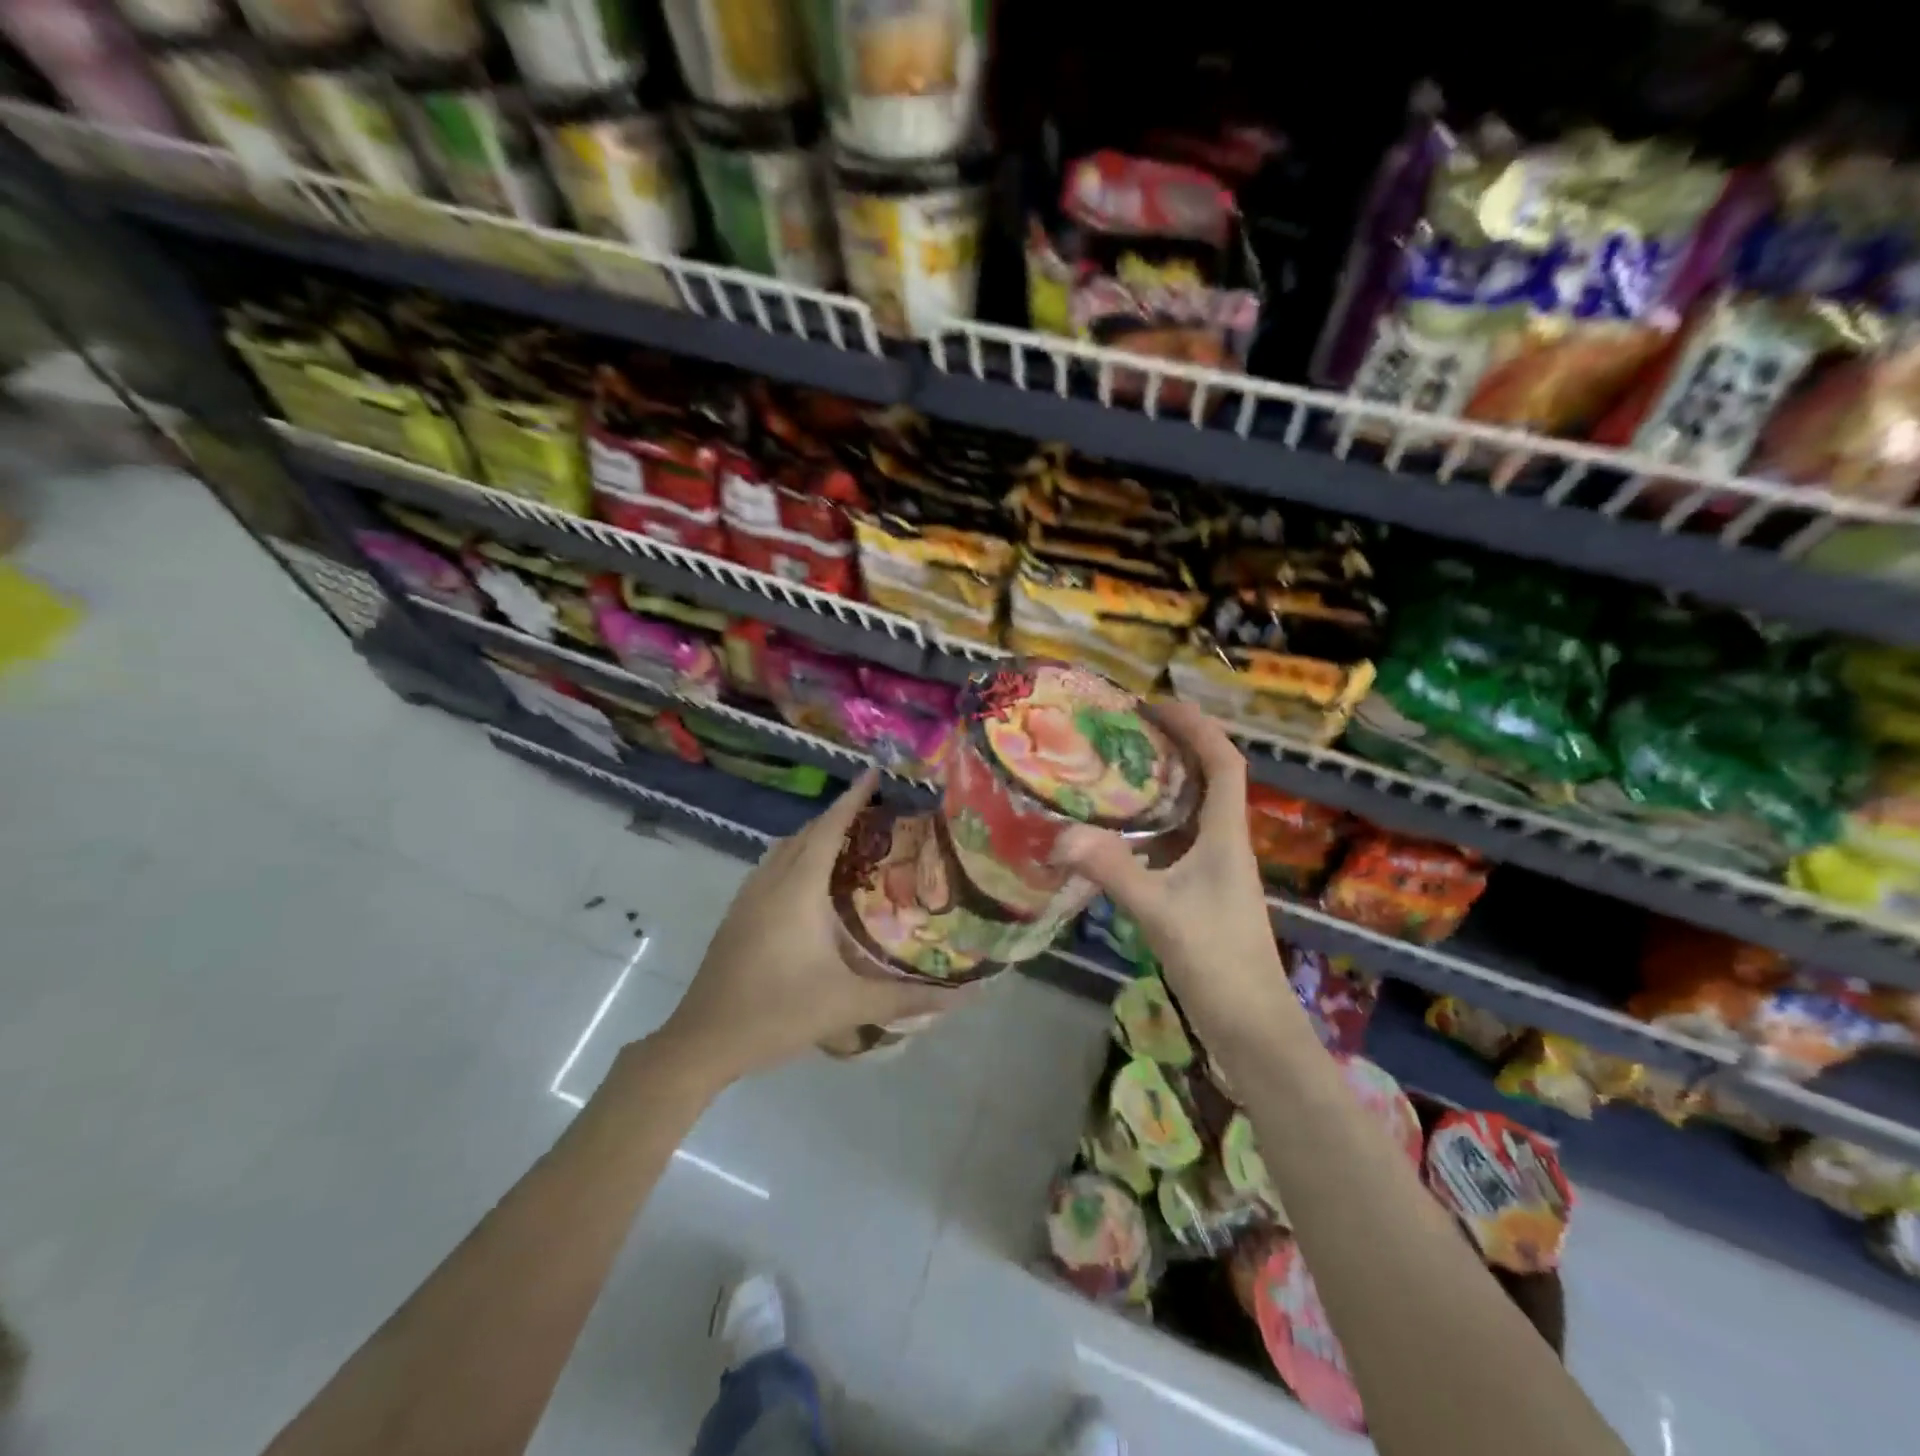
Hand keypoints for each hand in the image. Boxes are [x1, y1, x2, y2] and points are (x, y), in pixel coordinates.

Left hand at [659, 769, 961, 1082]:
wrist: (702, 1041)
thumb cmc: (777, 1013)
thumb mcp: (848, 1005)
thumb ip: (906, 998)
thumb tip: (965, 996)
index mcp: (797, 890)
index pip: (828, 829)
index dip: (852, 799)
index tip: (875, 773)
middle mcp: (771, 882)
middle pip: (806, 833)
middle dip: (839, 813)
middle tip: (877, 809)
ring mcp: (748, 897)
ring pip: (785, 849)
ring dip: (815, 834)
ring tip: (851, 838)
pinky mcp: (737, 915)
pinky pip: (772, 867)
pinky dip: (797, 855)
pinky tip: (812, 882)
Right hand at [1057, 703, 1300, 1052]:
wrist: (1252, 1028)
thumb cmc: (1219, 962)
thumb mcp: (1161, 912)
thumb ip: (1112, 870)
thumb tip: (1059, 835)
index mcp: (1226, 836)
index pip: (1224, 762)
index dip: (1197, 727)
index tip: (1157, 705)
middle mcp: (1223, 844)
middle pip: (1207, 779)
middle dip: (1174, 747)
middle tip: (1124, 732)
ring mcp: (1212, 871)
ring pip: (1188, 812)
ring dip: (1160, 786)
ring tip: (1112, 772)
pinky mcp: (1199, 894)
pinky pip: (1172, 844)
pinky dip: (1147, 829)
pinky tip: (1113, 836)